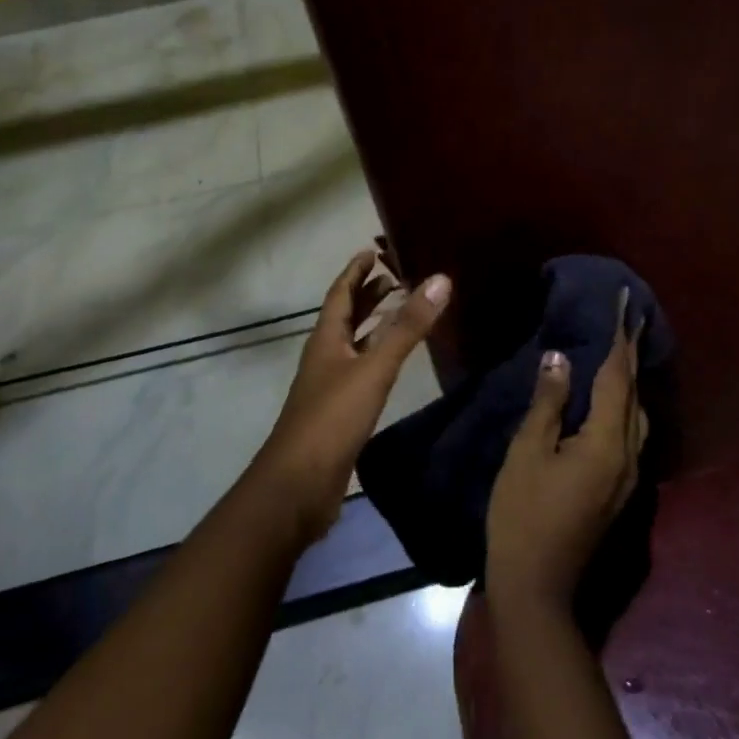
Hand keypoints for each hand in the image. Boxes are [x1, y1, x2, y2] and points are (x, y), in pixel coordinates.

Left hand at [252, 248, 450, 542]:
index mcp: (326, 339)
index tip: (373, 250)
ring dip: (376, 324)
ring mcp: (331, 385)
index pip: (340, 293)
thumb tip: (440, 279)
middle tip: (398, 275)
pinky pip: (362, 371)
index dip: (356, 271)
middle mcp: (326, 356)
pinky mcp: (340, 412)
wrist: (297, 487)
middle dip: (369, 294)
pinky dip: (379, 356)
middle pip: (346, 316)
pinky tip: (395, 363)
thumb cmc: (332, 419)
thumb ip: (407, 327)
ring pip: (355, 344)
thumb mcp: (373, 368)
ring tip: (403, 310)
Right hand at [486, 291, 647, 615]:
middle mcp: (629, 456)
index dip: (620, 337)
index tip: (625, 303)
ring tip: (619, 353)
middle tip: (626, 319)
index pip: (618, 376)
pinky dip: (623, 406)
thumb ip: (549, 403)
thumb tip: (560, 358)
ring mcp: (628, 477)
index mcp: (607, 443)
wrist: (537, 587)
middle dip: (631, 354)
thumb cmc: (523, 514)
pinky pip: (629, 434)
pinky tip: (607, 402)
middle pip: (634, 394)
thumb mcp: (528, 452)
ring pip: (637, 416)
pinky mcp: (618, 490)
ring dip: (630, 381)